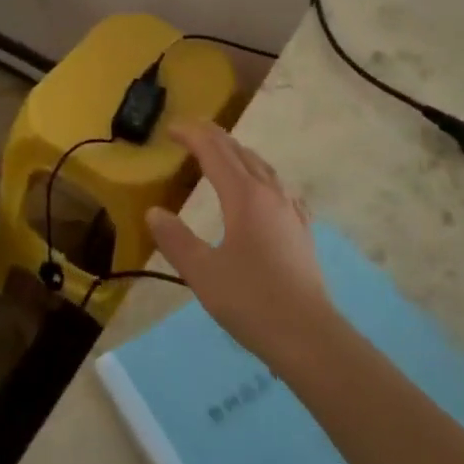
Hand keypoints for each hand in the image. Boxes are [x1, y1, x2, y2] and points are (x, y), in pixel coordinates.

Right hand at [148, 123, 335, 369]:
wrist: (308, 335)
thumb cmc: (251, 301)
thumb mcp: (202, 272)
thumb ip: (175, 240)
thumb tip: (154, 212)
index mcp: (243, 196)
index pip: (214, 152)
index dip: (192, 135)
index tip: (171, 129)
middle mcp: (269, 194)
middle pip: (240, 153)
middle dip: (214, 137)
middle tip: (191, 131)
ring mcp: (290, 211)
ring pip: (262, 167)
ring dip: (238, 153)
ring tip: (222, 154)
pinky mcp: (301, 230)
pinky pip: (279, 188)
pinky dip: (260, 176)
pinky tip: (263, 190)